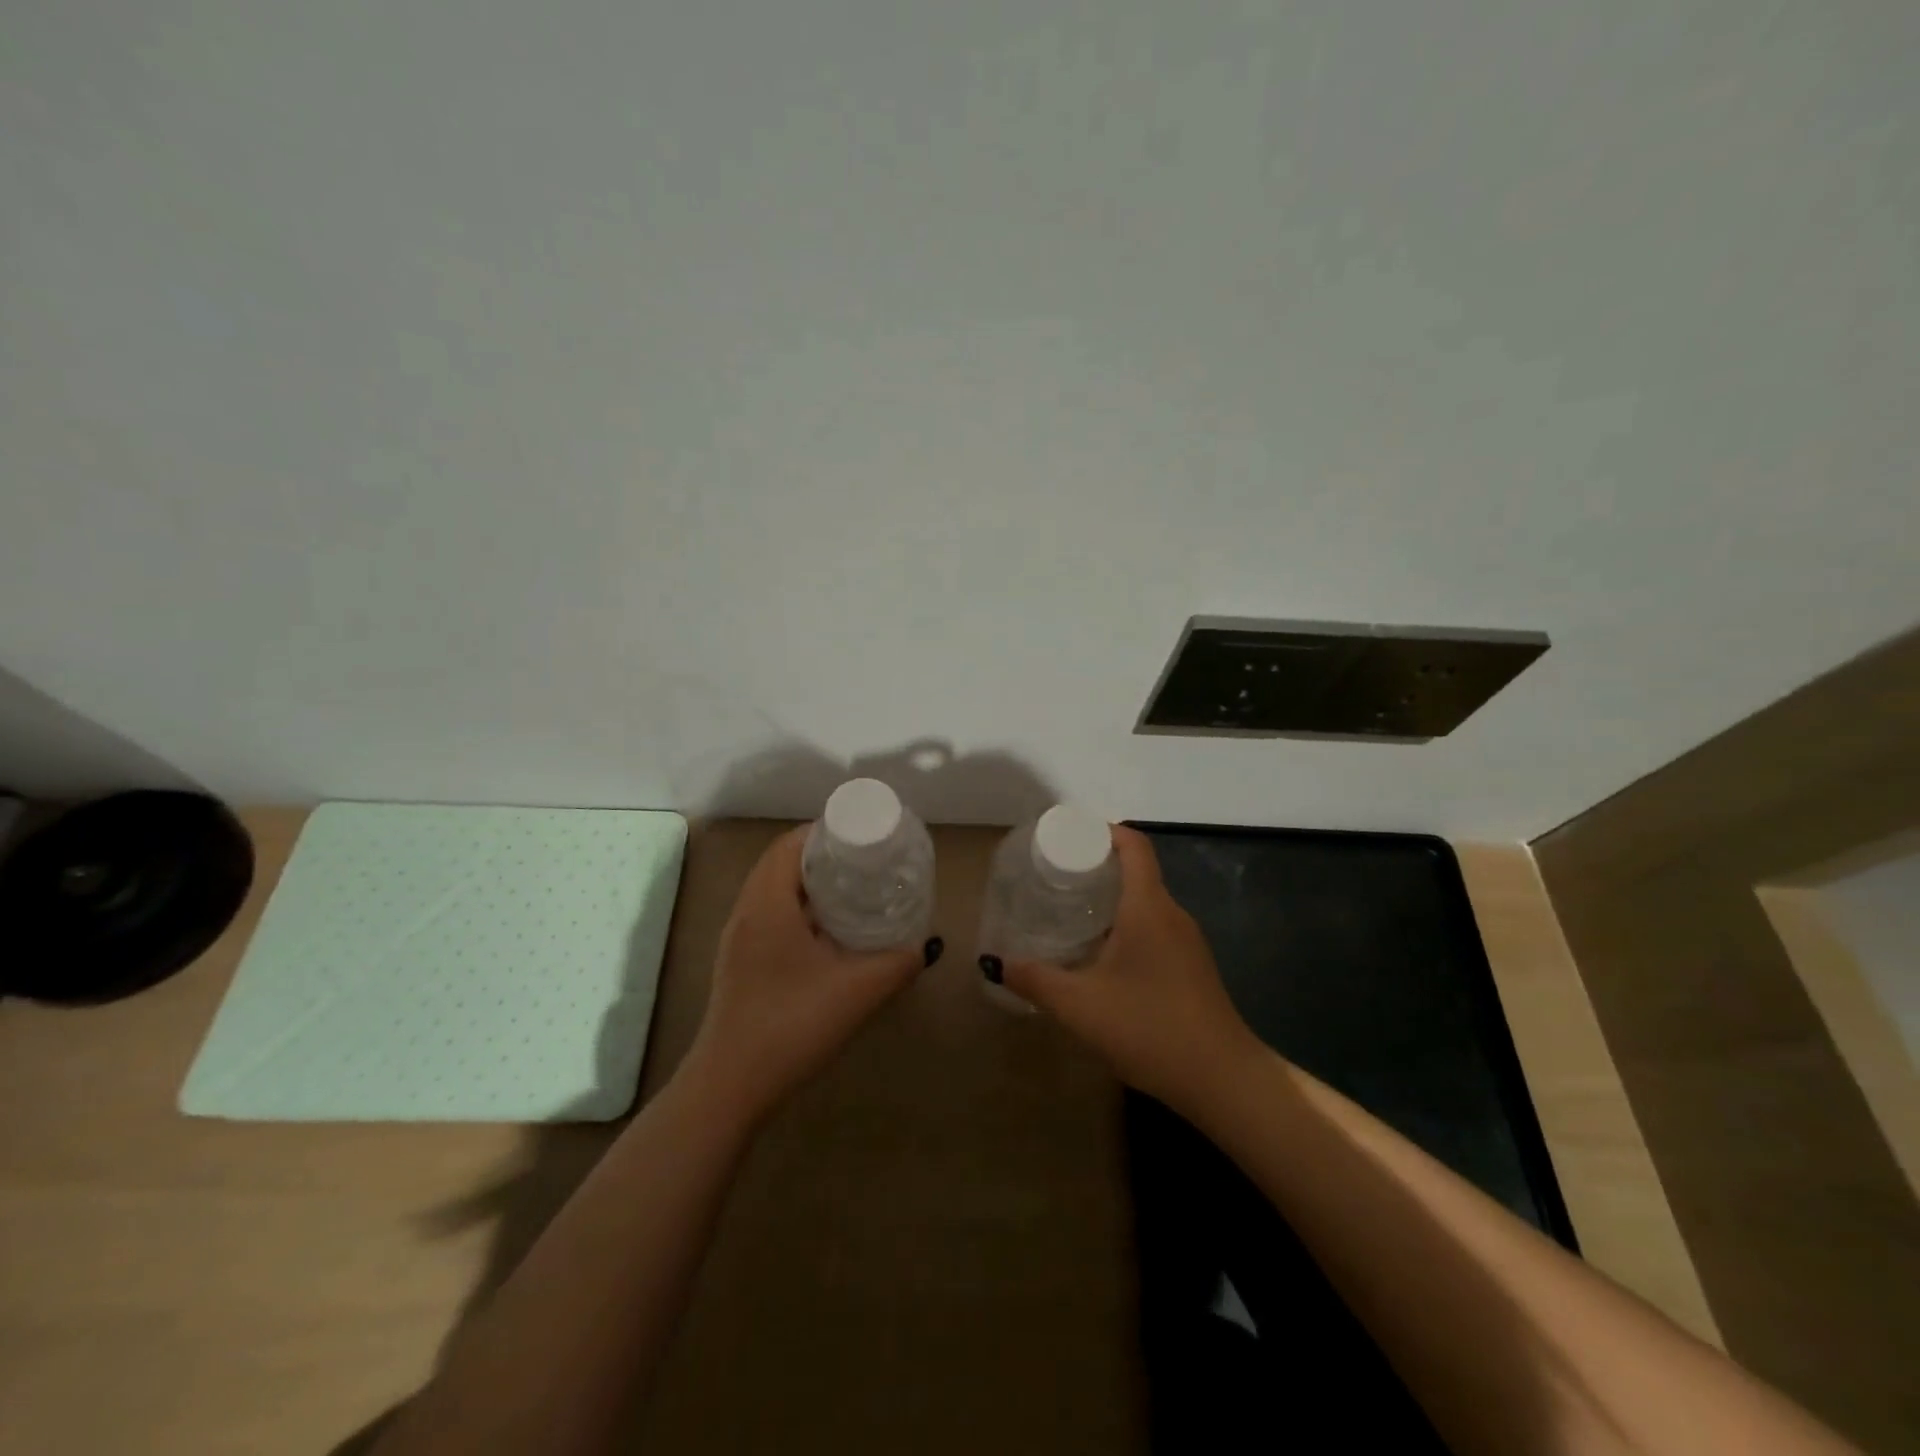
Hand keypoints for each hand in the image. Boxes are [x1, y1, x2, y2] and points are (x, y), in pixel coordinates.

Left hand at [682, 827, 937, 1126]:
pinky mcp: (740, 963)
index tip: (862, 835)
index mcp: (767, 904)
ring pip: (773, 890)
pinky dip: (798, 908)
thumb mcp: (857, 992)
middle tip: (864, 861)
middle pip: (781, 863)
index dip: (824, 832)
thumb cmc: (791, 1026)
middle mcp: (746, 912)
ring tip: (852, 889)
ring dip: (808, 883)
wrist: (730, 1087)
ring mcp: (739, 939)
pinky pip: (770, 915)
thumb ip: (897, 963)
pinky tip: (828, 932)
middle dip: (822, 855)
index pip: (790, 844)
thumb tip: (923, 946)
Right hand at [997, 827, 1257, 1111]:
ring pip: (1145, 904)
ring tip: (1069, 913)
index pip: (1134, 845)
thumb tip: (996, 963)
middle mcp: (1172, 914)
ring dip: (1110, 901)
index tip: (1068, 836)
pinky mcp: (1192, 968)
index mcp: (1149, 907)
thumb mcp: (1080, 1006)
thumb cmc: (1149, 1028)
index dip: (1103, 831)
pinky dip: (1125, 927)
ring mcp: (1187, 943)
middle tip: (1054, 877)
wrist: (1223, 1081)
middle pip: (1137, 872)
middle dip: (1096, 867)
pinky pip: (1154, 930)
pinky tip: (1100, 957)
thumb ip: (1035, 980)